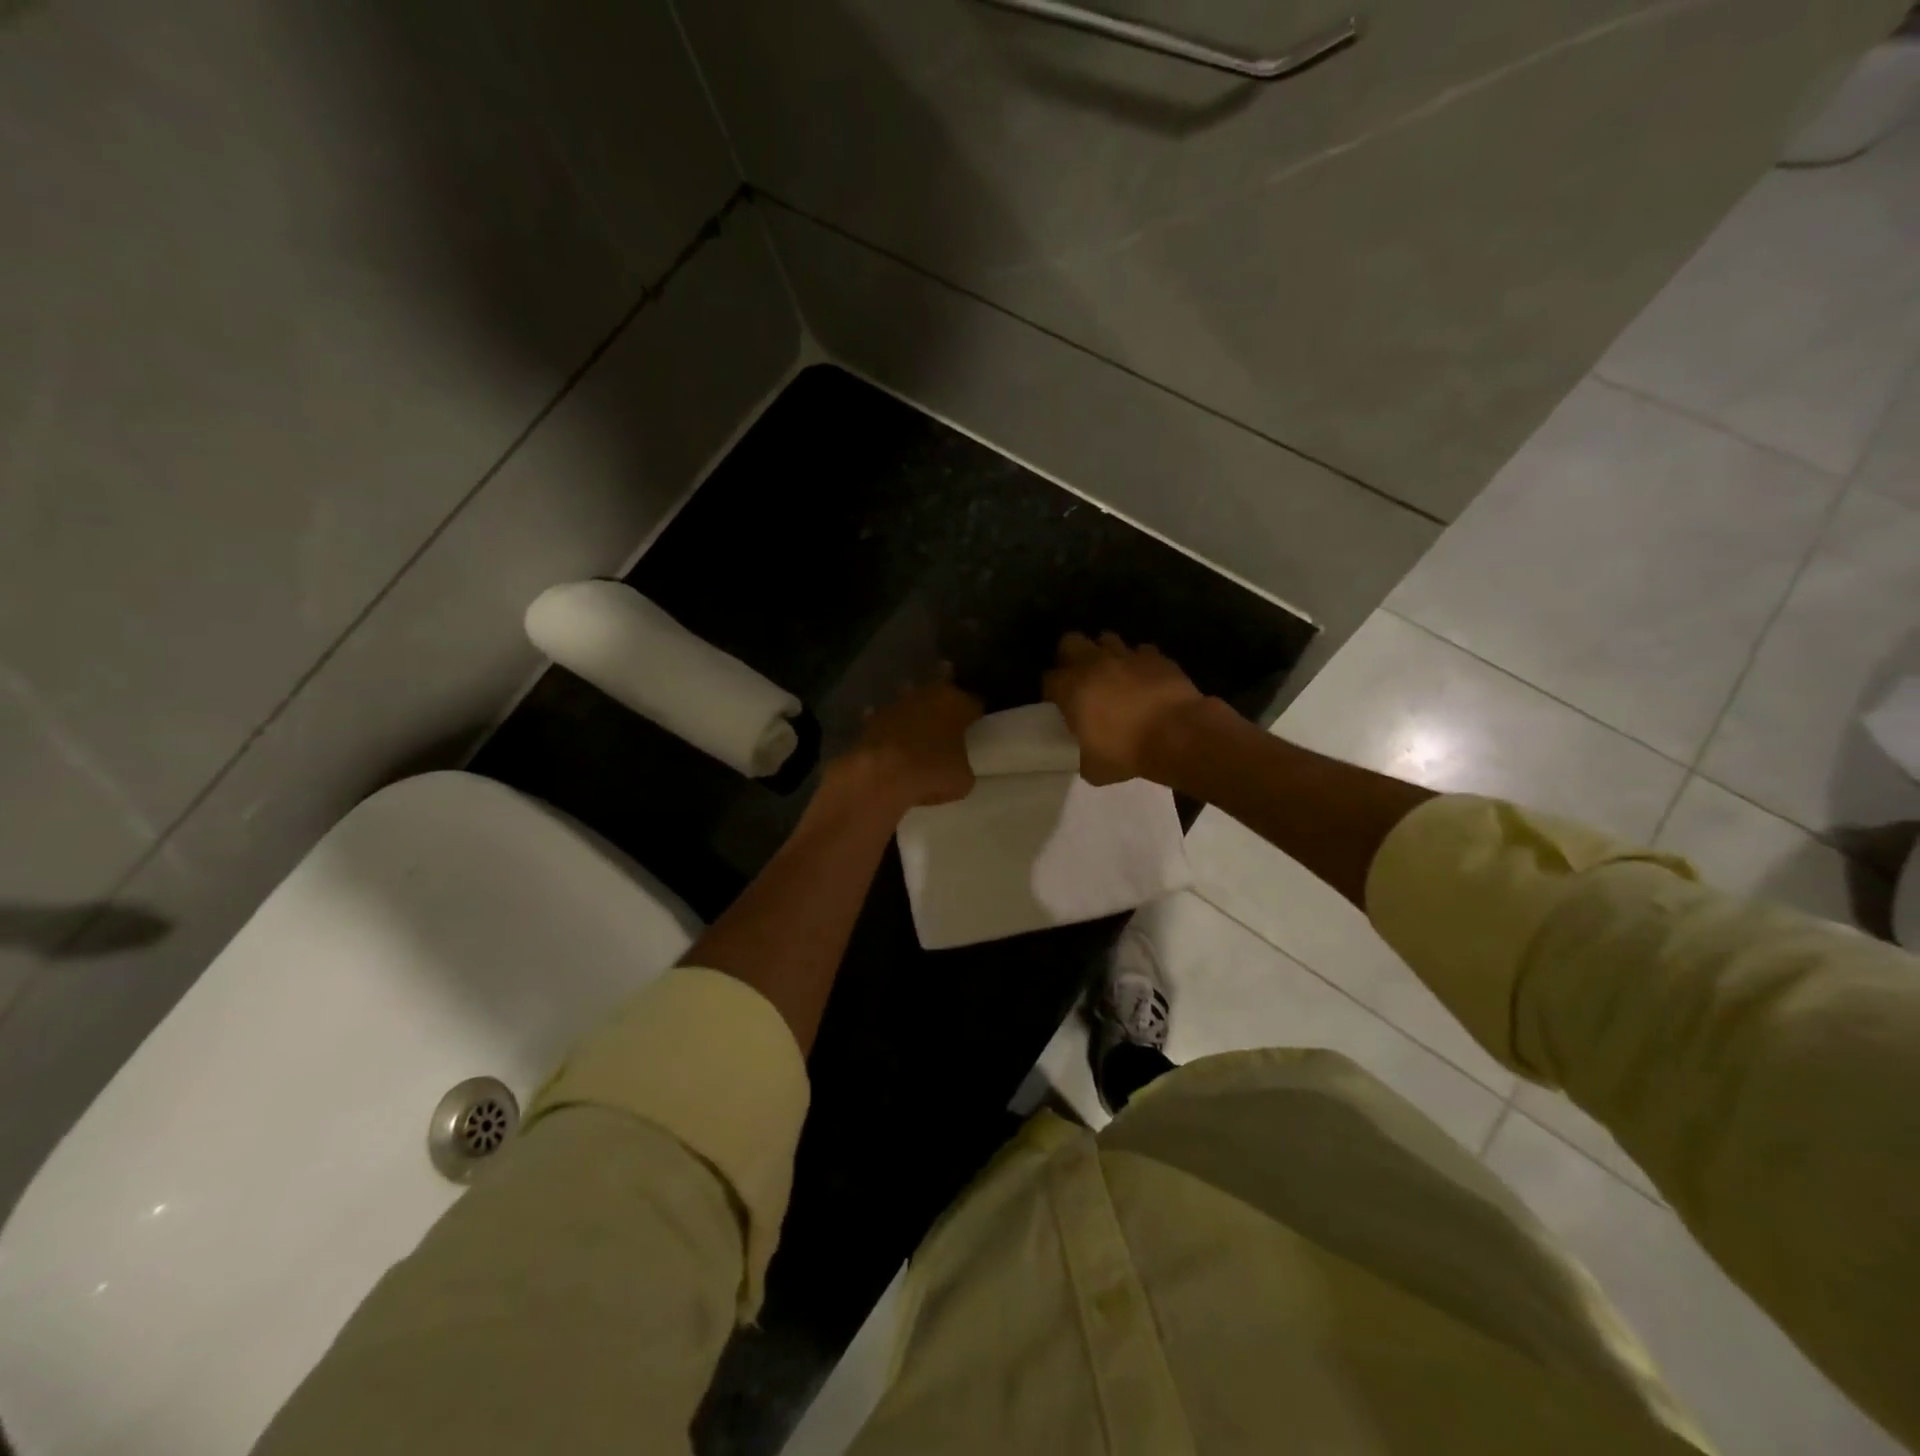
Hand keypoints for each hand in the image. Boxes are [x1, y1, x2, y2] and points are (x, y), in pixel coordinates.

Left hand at [831, 672, 982, 811]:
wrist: (883, 774)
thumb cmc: (932, 772)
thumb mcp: (962, 780)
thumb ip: (962, 768)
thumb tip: (957, 769)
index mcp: (956, 705)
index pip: (974, 702)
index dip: (975, 712)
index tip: (976, 719)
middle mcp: (927, 696)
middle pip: (939, 681)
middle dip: (944, 680)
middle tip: (947, 676)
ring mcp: (897, 704)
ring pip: (908, 693)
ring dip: (912, 698)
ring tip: (914, 702)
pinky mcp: (873, 718)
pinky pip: (882, 715)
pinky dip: (885, 721)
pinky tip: (885, 728)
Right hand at [1044, 632, 1208, 785]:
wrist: (1178, 736)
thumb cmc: (1127, 752)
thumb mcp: (1093, 767)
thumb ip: (1081, 754)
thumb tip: (1084, 752)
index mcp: (1071, 689)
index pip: (1048, 679)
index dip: (1052, 691)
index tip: (1059, 705)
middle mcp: (1094, 664)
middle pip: (1070, 642)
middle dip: (1071, 656)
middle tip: (1080, 678)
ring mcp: (1126, 656)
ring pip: (1107, 639)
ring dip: (1105, 654)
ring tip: (1113, 674)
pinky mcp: (1156, 657)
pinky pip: (1141, 652)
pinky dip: (1139, 663)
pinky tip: (1144, 679)